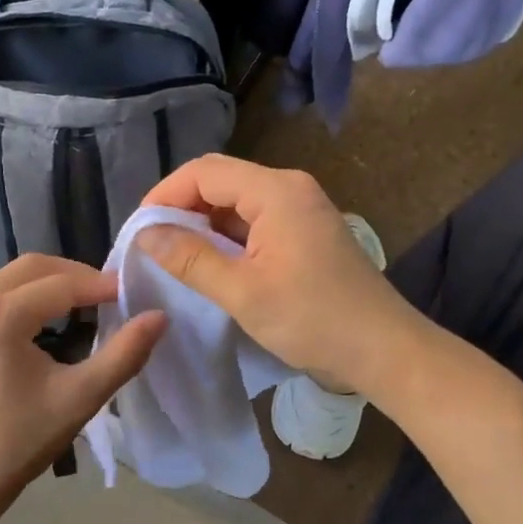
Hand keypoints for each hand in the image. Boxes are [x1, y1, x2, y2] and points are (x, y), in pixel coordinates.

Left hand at [0, 255, 165, 511]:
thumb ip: (124, 353)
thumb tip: (159, 316)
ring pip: (13, 277)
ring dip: (52, 282)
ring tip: (88, 303)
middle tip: (112, 295)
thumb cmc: (21, 441)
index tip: (135, 292)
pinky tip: (51, 317)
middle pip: (32, 267)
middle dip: (76, 275)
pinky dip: (28, 296)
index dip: (101, 285)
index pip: (60, 284)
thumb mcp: (81, 396)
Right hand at [138, 154, 422, 394]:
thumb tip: (145, 234)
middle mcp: (290, 188)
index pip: (204, 172)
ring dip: (203, 224)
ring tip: (172, 256)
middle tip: (151, 243)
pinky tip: (209, 264)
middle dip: (181, 207)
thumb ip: (190, 259)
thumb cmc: (313, 320)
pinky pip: (255, 221)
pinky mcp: (306, 233)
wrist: (384, 351)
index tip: (138, 230)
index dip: (165, 195)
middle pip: (220, 181)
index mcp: (276, 191)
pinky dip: (227, 238)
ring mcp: (301, 210)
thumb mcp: (242, 292)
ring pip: (237, 203)